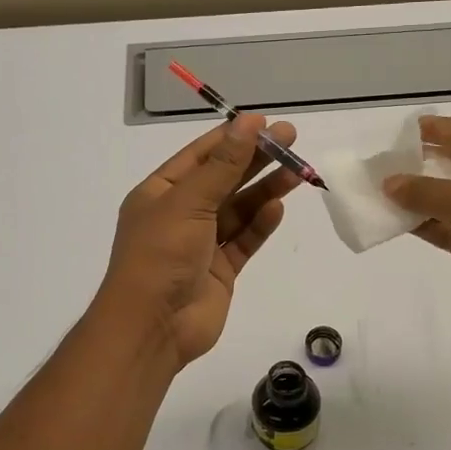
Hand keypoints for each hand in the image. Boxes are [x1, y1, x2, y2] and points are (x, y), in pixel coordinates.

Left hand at [98, 113, 300, 367]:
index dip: (232, 138)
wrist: (154, 326)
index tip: (264, 123)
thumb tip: (249, 123)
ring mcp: (201, 244)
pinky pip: (244, 240)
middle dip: (256, 160)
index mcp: (160, 193)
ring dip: (265, 191)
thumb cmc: (161, 255)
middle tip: (292, 139)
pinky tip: (278, 209)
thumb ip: (223, 165)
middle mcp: (180, 214)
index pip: (200, 156)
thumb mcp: (189, 202)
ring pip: (238, 210)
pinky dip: (260, 225)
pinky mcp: (220, 270)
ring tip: (297, 171)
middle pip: (223, 180)